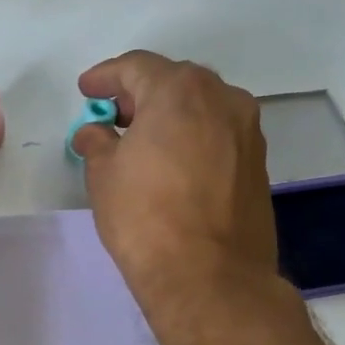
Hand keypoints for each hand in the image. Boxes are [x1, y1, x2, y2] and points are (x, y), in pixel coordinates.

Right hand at [73, 51, 281, 317]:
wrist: (209, 277)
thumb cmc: (146, 217)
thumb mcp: (104, 175)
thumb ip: (97, 143)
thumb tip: (95, 134)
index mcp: (180, 90)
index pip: (136, 67)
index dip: (106, 77)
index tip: (86, 91)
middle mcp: (223, 99)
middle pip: (174, 82)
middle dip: (140, 94)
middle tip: (112, 116)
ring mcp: (247, 131)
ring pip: (201, 108)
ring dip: (169, 116)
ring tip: (141, 141)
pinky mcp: (258, 164)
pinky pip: (217, 135)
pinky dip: (192, 137)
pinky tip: (172, 163)